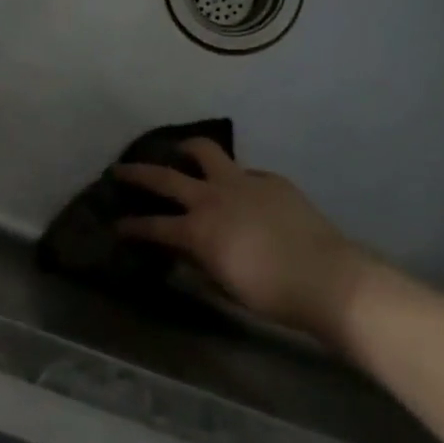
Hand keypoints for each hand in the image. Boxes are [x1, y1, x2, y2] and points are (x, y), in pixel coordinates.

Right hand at [114, 139, 373, 340]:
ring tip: (178, 150)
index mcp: (198, 230)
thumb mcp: (224, 284)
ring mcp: (243, 182)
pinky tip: (237, 188)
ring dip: (186, 148)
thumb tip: (183, 250)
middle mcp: (213, 197)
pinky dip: (231, 176)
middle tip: (120, 169)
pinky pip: (242, 171)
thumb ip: (199, 262)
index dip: (131, 226)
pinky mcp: (270, 179)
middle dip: (138, 172)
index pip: (153, 225)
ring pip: (204, 151)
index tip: (117, 224)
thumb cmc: (271, 294)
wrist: (327, 277)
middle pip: (165, 177)